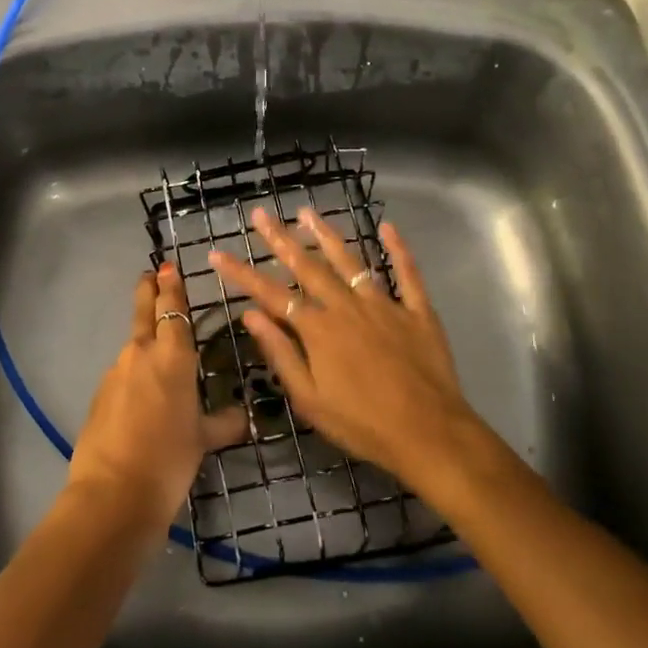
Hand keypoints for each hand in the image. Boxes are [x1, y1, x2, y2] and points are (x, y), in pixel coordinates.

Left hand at [67, 264, 250, 532]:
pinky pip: (122, 376)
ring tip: (158, 356)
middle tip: (149, 274)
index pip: (172, 310)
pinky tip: (141, 400)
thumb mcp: (203, 440)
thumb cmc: (169, 460)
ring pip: (133, 348)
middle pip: (143, 312)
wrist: (113, 495)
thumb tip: (242, 416)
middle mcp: (141, 355)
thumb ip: (223, 422)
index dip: (171, 287)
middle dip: (147, 291)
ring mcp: (115, 374)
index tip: (167, 267)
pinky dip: (133, 377)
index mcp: (173, 357)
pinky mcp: (99, 396)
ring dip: (143, 343)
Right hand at [209, 207, 486, 492]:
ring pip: (350, 262)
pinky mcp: (417, 312)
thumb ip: (281, 353)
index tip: (218, 254)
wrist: (429, 434)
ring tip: (307, 213)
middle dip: (280, 239)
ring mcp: (385, 305)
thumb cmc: (362, 425)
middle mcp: (347, 307)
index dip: (241, 273)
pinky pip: (407, 273)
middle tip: (261, 214)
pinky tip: (388, 227)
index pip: (271, 294)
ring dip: (327, 235)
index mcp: (318, 330)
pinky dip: (398, 249)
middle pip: (308, 267)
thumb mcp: (310, 399)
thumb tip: (250, 316)